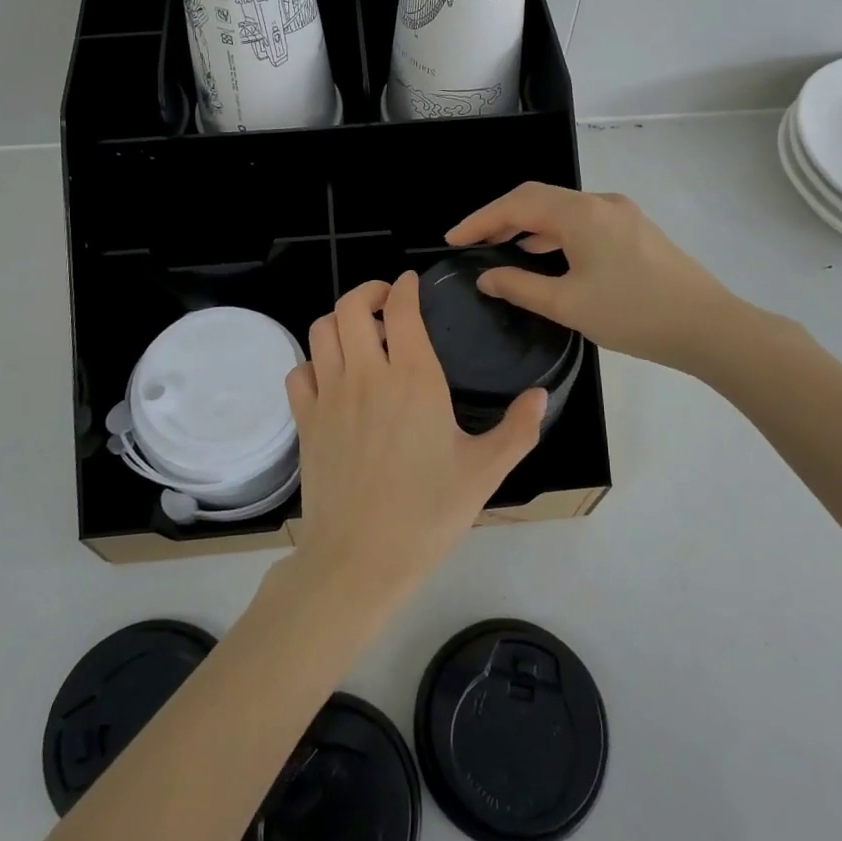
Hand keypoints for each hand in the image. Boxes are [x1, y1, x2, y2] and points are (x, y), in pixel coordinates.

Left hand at [285, 274, 546, 603]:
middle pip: (351, 306)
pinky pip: (300, 371)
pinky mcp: (305, 420)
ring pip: (322, 331)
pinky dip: (313, 362)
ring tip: (359, 334)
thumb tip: (541, 396)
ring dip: (340, 320)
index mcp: (413, 378)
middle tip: (385, 301)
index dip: (404, 287)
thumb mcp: (484, 472)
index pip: (401, 309)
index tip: (410, 283)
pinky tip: (331, 377)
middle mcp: (366, 374)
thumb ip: (517, 429)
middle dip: (368, 292)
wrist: (361, 557)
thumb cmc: (428, 513)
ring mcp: (330, 395)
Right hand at [446, 182, 746, 373]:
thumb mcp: (568, 304)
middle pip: (539, 198)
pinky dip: (554, 232)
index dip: (480, 219)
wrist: (709, 327)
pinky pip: (582, 221)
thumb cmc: (634, 315)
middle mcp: (601, 202)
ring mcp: (622, 214)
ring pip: (562, 209)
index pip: (518, 204)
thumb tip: (486, 277)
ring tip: (500, 247)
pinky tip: (543, 253)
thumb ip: (520, 286)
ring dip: (528, 224)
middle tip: (471, 242)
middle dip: (501, 217)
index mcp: (582, 214)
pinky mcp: (634, 229)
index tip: (452, 239)